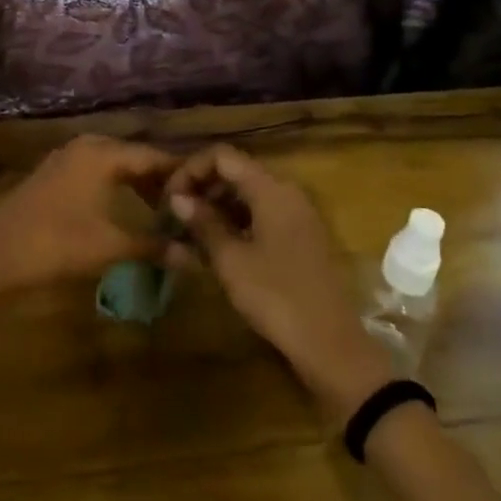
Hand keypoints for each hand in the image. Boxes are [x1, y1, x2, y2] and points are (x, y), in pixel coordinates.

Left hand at [0, 134, 177, 294]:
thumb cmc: (56, 244)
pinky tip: (123, 207)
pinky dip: (114, 185)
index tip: (206, 190)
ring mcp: (65, 158)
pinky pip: (94, 170)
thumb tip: (194, 257)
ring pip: (113, 163)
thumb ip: (154, 246)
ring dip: (136, 182)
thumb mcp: (110, 246)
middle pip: (133, 156)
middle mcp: (86, 146)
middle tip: (185, 203)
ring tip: (159, 208)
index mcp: (102, 153)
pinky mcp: (52, 174)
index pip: (153, 156)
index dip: (179, 173)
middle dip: (159, 178)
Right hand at [166, 145, 391, 419]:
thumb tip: (178, 198)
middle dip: (202, 187)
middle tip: (175, 215)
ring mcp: (298, 214)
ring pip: (249, 194)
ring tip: (190, 231)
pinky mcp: (301, 236)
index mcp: (271, 189)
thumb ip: (203, 222)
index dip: (190, 169)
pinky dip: (236, 220)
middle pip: (236, 171)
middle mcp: (287, 192)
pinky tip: (217, 245)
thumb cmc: (276, 297)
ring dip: (217, 205)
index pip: (222, 156)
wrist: (331, 344)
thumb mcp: (231, 260)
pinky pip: (262, 213)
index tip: (169, 198)